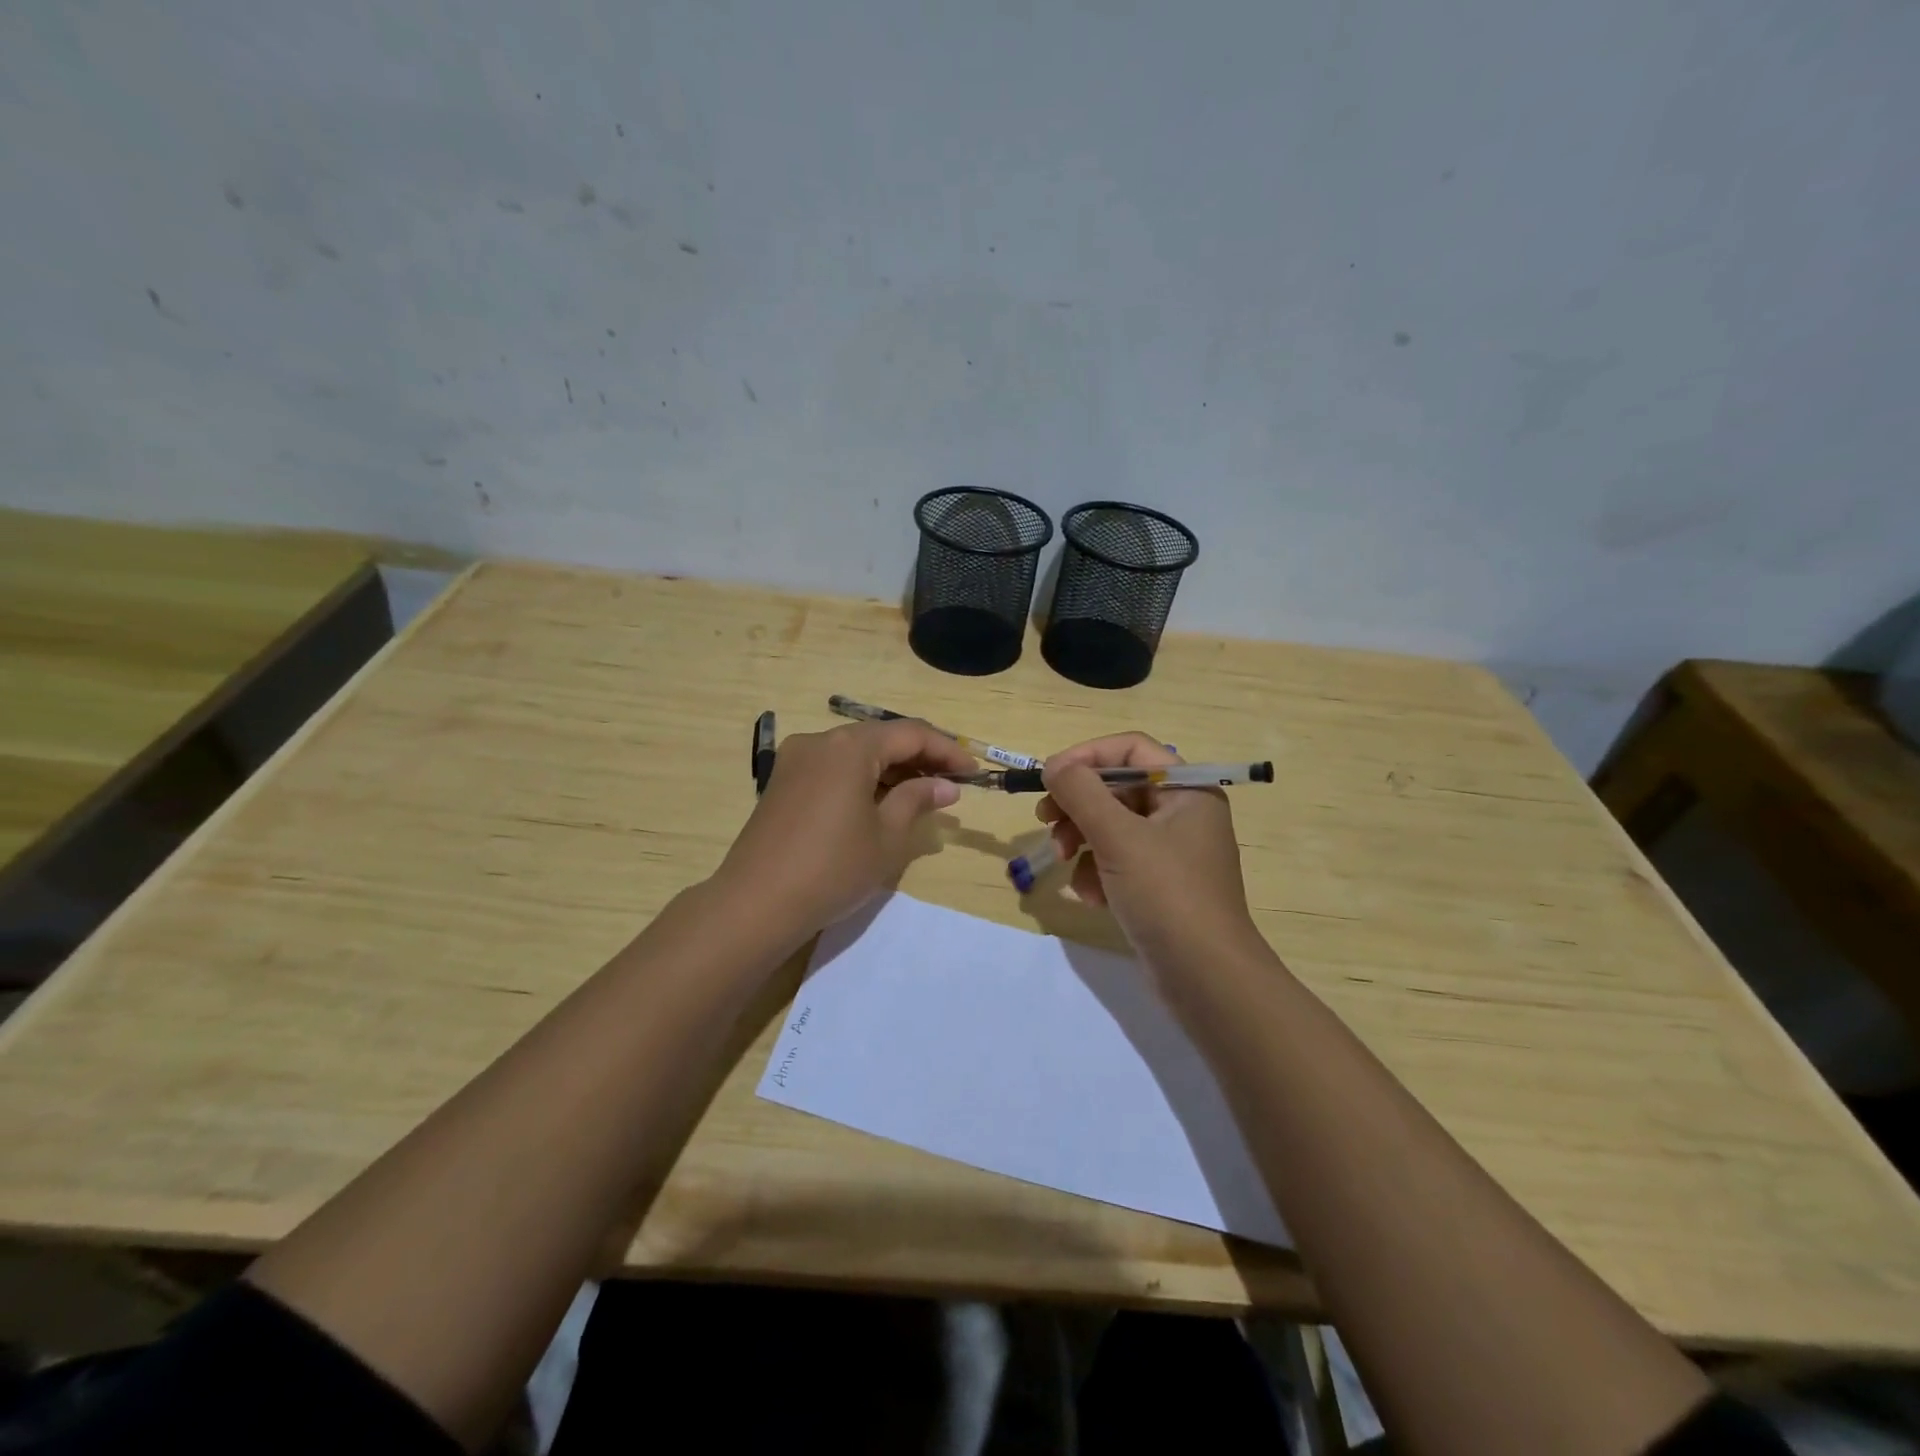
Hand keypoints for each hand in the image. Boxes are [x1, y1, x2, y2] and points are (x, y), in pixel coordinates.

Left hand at [716, 719, 974, 936]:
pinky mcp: (783, 782)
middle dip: (920, 757)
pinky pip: (834, 768)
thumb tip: (945, 785)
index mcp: (850, 747)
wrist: (755, 904)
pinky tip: (881, 801)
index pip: (911, 734)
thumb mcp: (886, 837)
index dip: (947, 750)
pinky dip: (863, 778)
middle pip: (881, 738)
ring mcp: (797, 760)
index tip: (974, 772)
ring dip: (892, 768)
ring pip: (856, 752)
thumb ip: (917, 800)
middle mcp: (821, 741)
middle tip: (952, 783)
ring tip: (923, 794)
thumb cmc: (832, 869)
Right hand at [1037, 733, 1263, 972]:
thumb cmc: (1167, 895)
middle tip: (1045, 821)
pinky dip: (1097, 872)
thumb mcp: (1119, 837)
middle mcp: (1182, 813)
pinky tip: (1091, 896)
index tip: (1050, 776)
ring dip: (1081, 840)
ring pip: (1112, 826)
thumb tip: (1054, 765)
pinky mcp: (1159, 885)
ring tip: (1062, 862)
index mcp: (1187, 790)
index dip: (1087, 756)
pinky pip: (1118, 860)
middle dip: (1078, 805)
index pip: (1131, 749)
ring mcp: (1171, 851)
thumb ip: (1082, 793)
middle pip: (1117, 788)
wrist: (1206, 978)